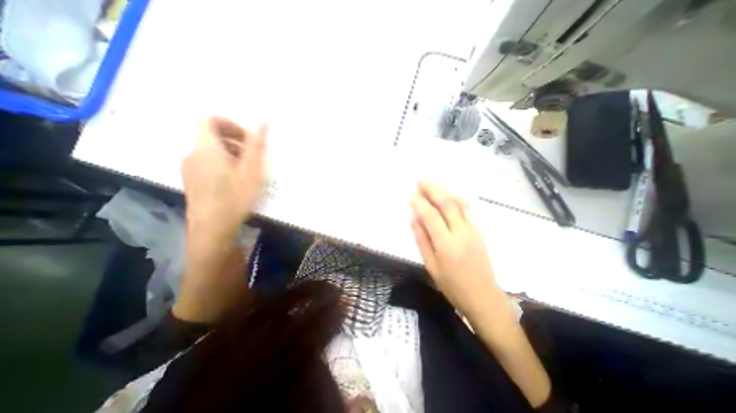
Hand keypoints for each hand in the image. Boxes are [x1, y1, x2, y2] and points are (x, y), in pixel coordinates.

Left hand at [181, 116, 266, 238]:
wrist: (212, 228)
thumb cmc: (234, 196)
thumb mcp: (251, 170)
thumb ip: (257, 144)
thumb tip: (264, 121)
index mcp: (206, 147)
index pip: (208, 119)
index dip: (229, 123)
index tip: (247, 138)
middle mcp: (193, 154)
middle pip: (211, 135)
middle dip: (235, 140)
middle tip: (253, 157)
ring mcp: (189, 169)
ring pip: (210, 151)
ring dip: (230, 153)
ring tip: (247, 171)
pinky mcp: (192, 181)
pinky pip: (207, 163)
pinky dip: (222, 164)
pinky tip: (235, 182)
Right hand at [411, 180, 495, 315]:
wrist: (484, 297)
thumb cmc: (452, 286)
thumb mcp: (431, 267)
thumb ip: (422, 241)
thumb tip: (414, 219)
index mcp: (446, 245)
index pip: (430, 216)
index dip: (419, 203)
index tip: (410, 194)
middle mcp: (461, 233)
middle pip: (447, 204)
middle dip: (432, 189)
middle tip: (420, 180)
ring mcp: (473, 230)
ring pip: (459, 203)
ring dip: (444, 190)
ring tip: (432, 183)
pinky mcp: (480, 231)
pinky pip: (467, 209)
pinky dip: (456, 198)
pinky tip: (448, 194)